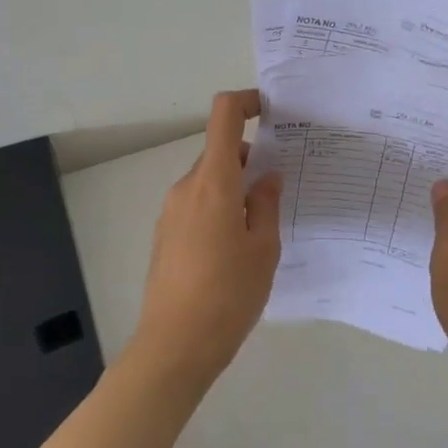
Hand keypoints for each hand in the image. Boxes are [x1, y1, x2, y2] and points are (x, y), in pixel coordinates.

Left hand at [134, 89, 283, 379]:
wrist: (175, 345)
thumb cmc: (228, 293)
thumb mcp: (263, 248)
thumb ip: (266, 204)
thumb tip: (267, 176)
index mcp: (213, 182)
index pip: (223, 117)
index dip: (246, 102)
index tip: (271, 112)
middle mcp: (186, 188)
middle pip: (219, 152)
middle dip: (250, 160)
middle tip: (281, 187)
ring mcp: (171, 212)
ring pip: (209, 181)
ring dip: (235, 187)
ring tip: (263, 225)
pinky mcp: (165, 235)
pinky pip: (197, 205)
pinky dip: (220, 208)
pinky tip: (237, 246)